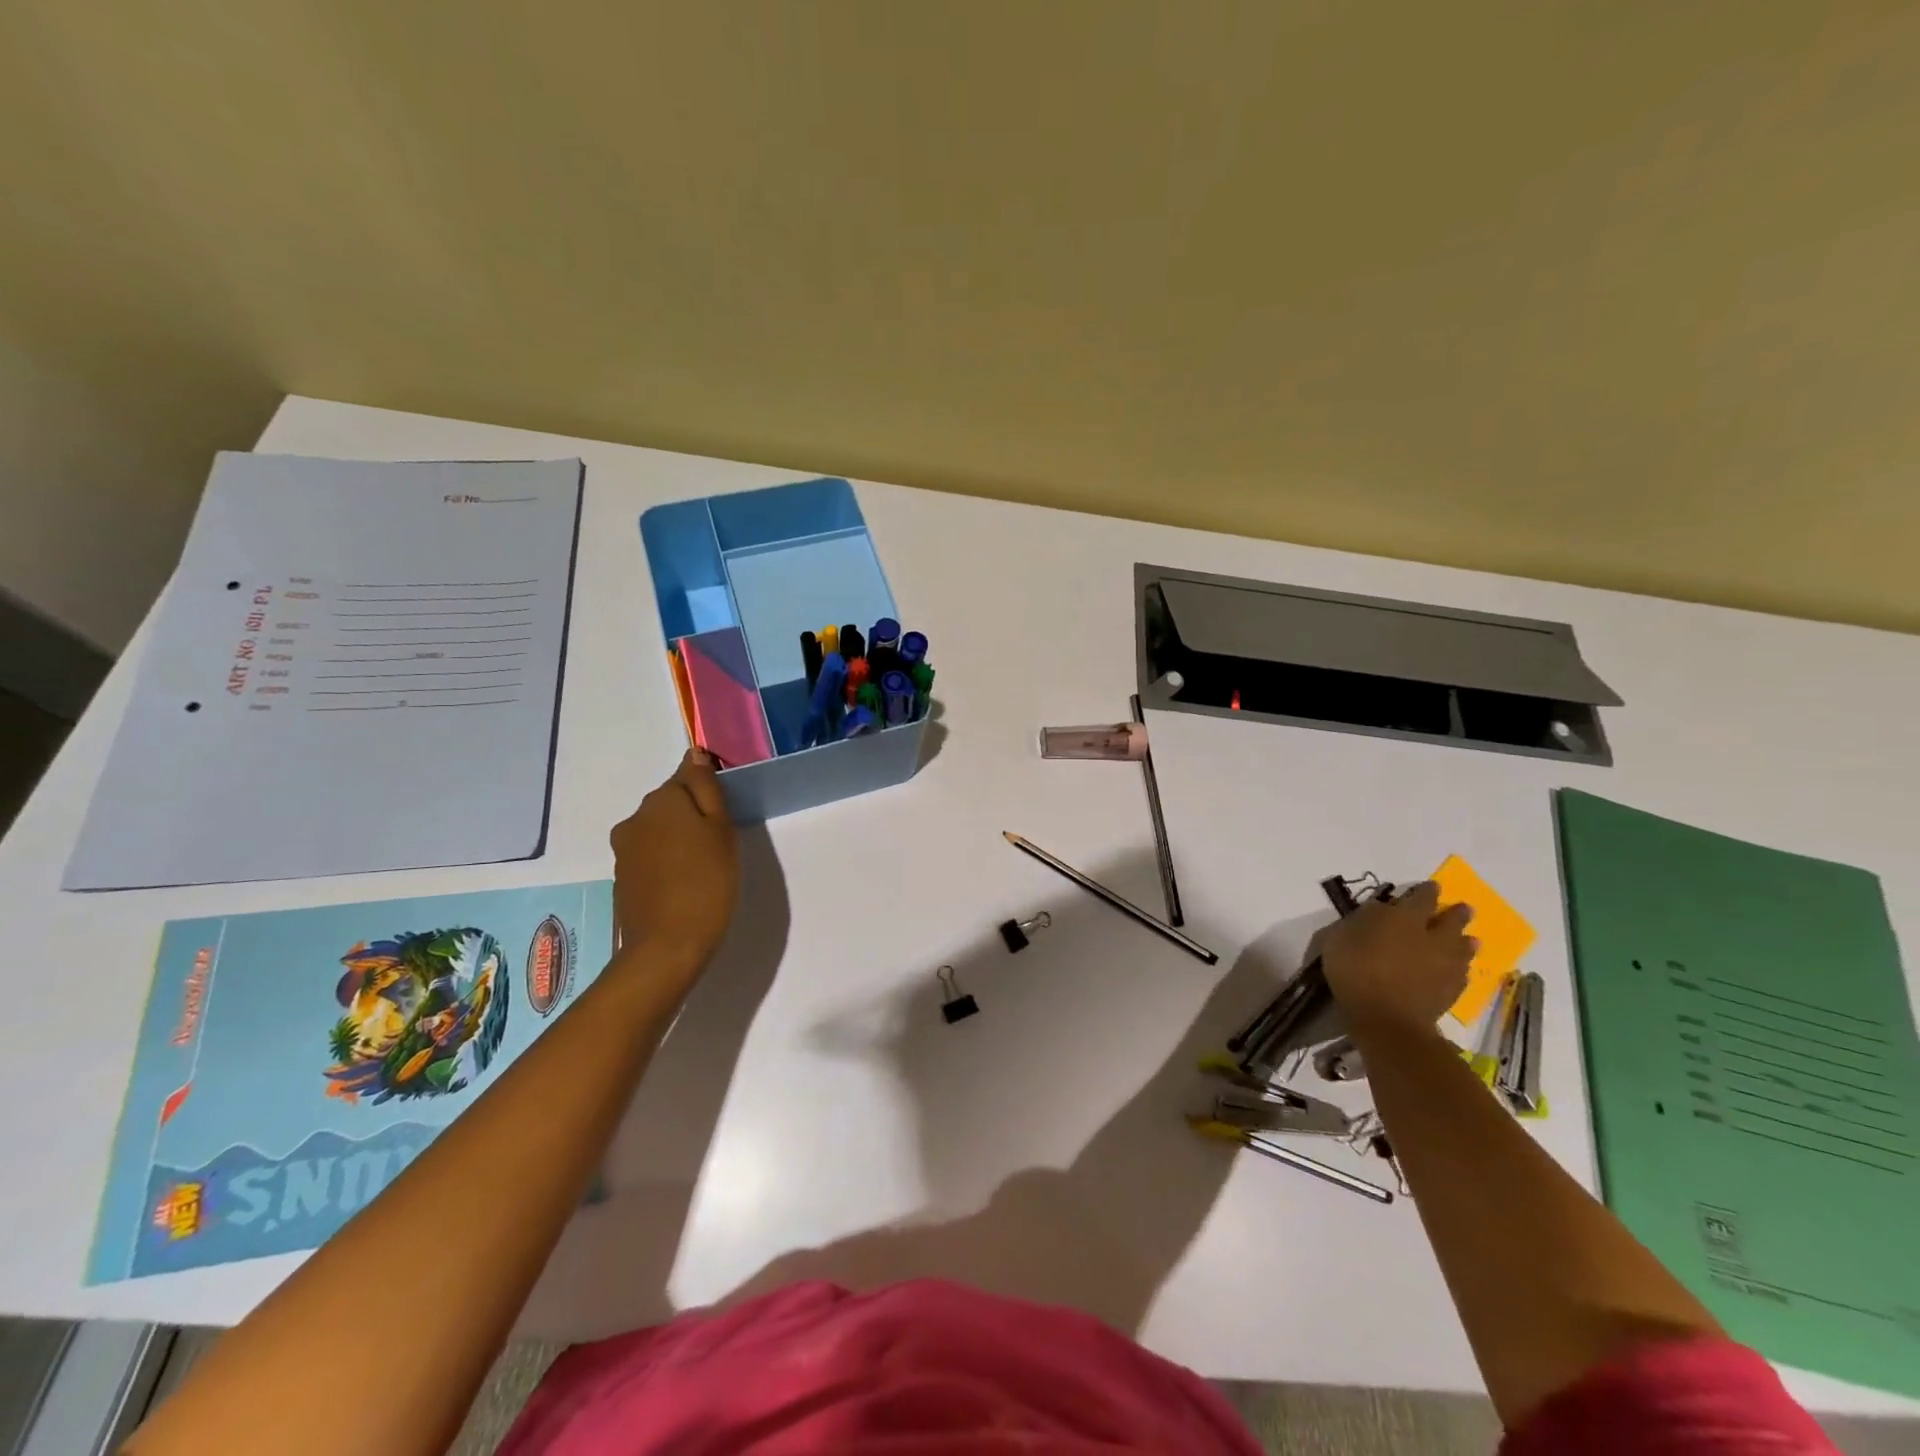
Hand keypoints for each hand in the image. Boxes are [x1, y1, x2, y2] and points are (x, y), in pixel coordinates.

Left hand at [609, 749, 738, 980]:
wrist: (666, 947)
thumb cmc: (707, 883)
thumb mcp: (721, 830)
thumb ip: (707, 788)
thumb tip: (694, 754)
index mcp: (662, 800)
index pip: (687, 775)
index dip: (709, 792)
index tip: (725, 815)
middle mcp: (636, 817)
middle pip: (671, 803)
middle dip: (693, 815)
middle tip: (720, 844)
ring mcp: (624, 848)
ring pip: (659, 829)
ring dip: (679, 839)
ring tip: (704, 867)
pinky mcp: (621, 876)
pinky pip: (649, 855)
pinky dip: (666, 861)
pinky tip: (684, 883)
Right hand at [1319, 881, 1475, 1034]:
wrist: (1386, 1018)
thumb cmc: (1355, 970)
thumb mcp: (1340, 936)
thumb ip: (1361, 920)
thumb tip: (1378, 911)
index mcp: (1405, 918)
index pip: (1422, 898)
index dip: (1427, 891)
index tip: (1432, 886)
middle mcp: (1432, 937)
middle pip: (1452, 921)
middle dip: (1457, 914)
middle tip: (1464, 909)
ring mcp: (1446, 966)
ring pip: (1463, 948)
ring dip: (1466, 942)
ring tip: (1470, 940)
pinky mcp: (1451, 992)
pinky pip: (1462, 974)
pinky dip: (1461, 968)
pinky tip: (1458, 970)